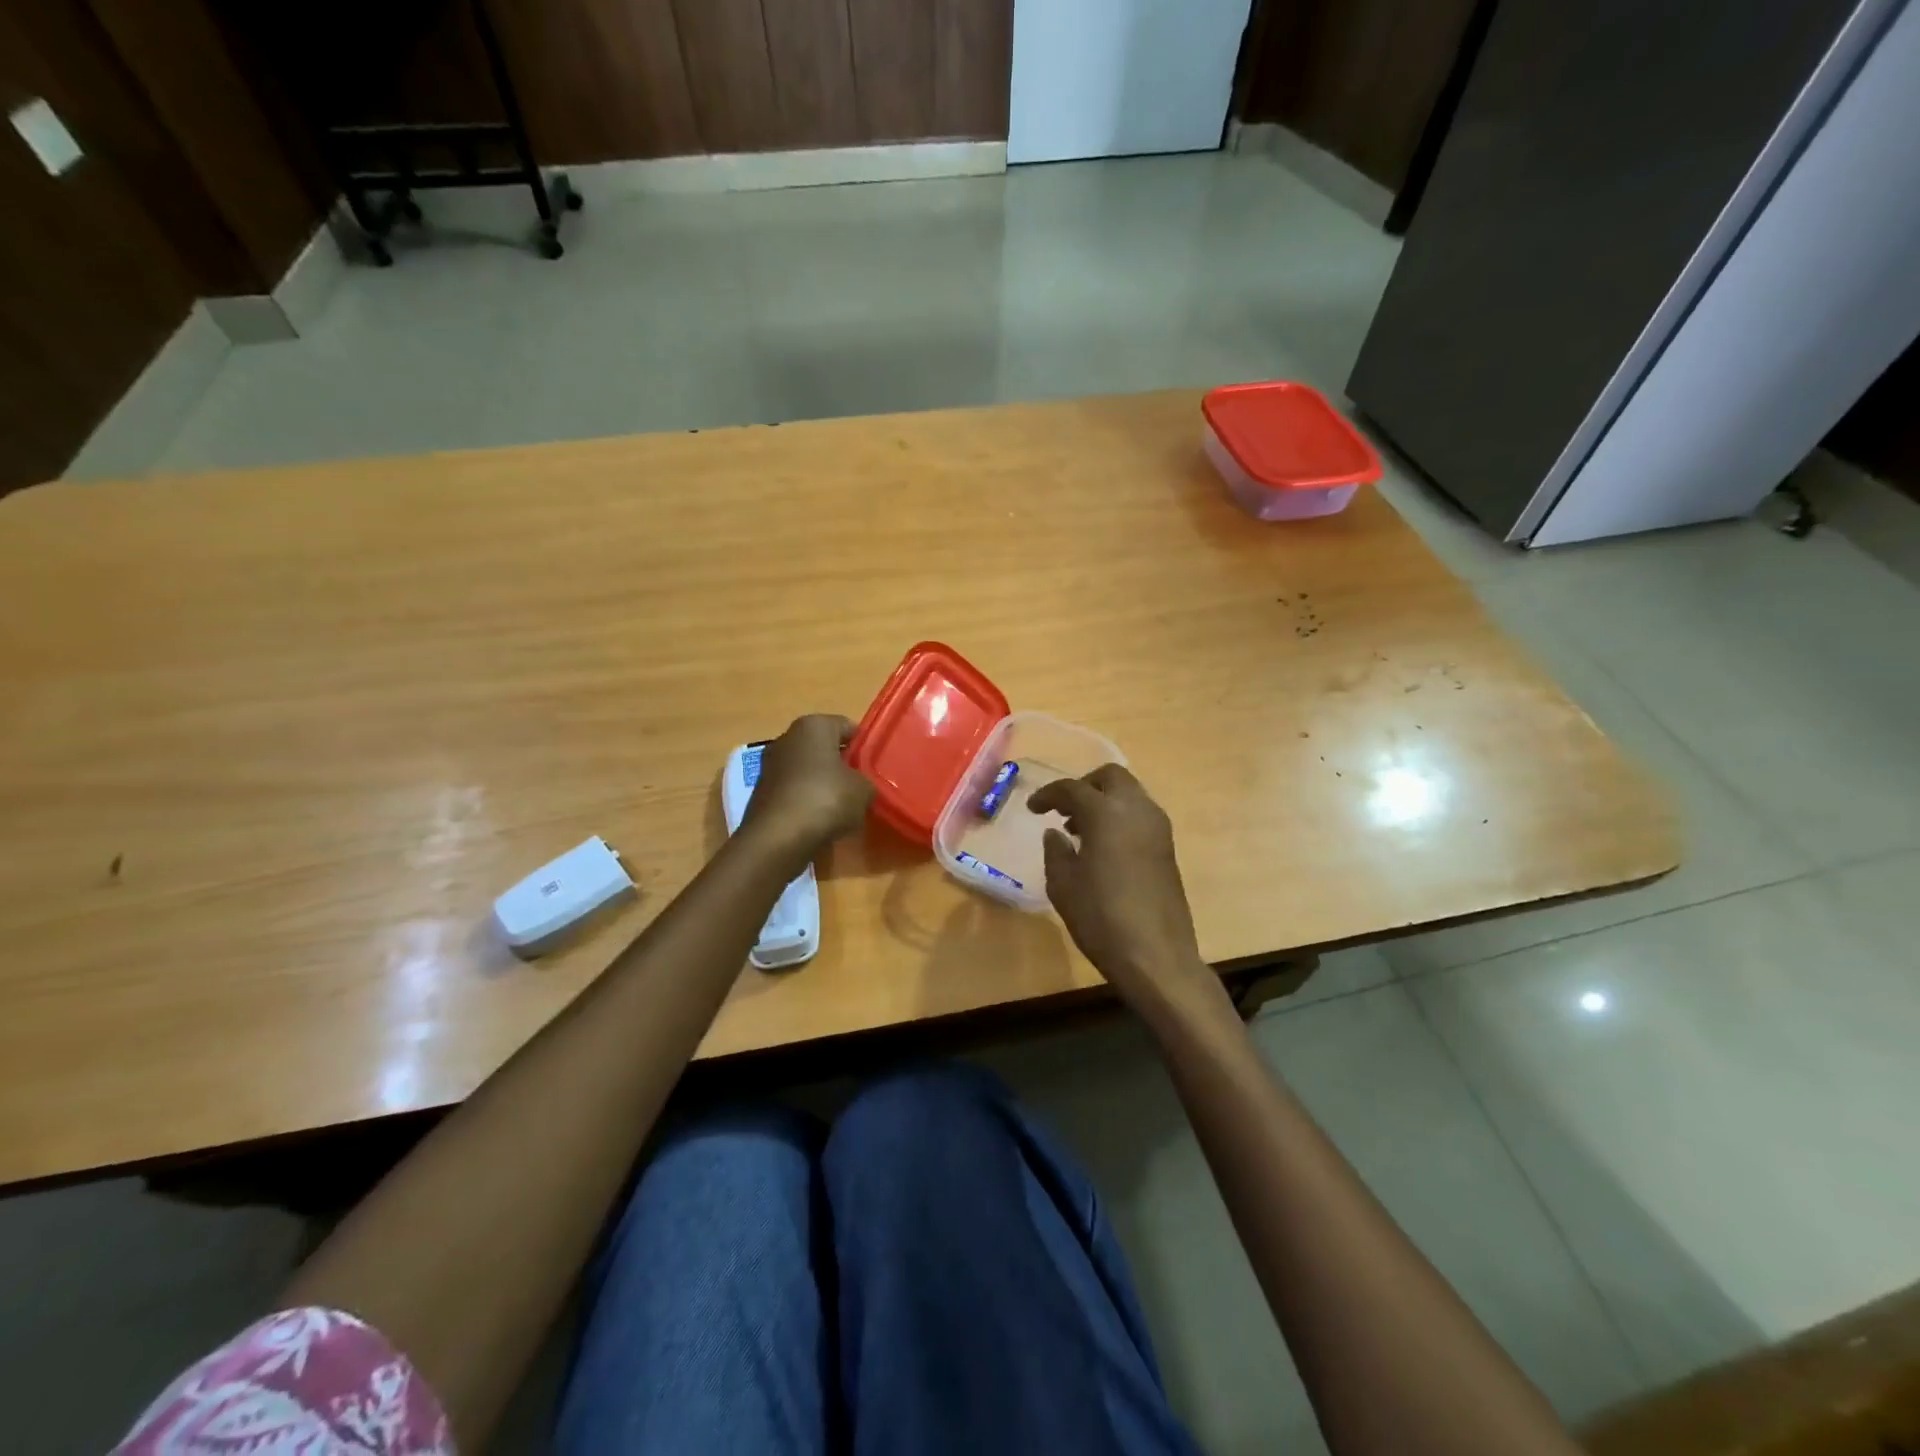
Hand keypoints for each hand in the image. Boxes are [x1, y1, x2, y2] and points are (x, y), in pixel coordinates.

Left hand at [740, 714, 873, 859]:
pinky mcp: (762, 792)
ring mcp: (770, 765)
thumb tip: (860, 786)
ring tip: (843, 807)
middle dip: (841, 764)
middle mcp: (787, 738)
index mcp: (813, 726)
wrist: (778, 838)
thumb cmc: (826, 799)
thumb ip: (866, 781)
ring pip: (807, 770)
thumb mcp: (864, 790)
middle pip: (824, 748)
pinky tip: (820, 820)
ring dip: (823, 784)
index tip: (874, 765)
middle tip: (861, 785)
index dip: (863, 745)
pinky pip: (794, 791)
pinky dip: (807, 801)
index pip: (847, 726)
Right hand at [1028, 765, 1224, 1025]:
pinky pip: (1140, 815)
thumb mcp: (1063, 885)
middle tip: (1063, 809)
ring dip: (1104, 801)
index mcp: (1106, 813)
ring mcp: (1158, 827)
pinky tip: (1103, 847)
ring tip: (1079, 830)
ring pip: (1129, 794)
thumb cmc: (1101, 918)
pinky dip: (1120, 817)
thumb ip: (1056, 852)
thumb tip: (1055, 833)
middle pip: (1110, 777)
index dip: (1048, 795)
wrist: (1156, 955)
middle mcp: (1136, 809)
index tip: (1033, 809)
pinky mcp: (1168, 847)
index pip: (1072, 789)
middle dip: (1084, 786)